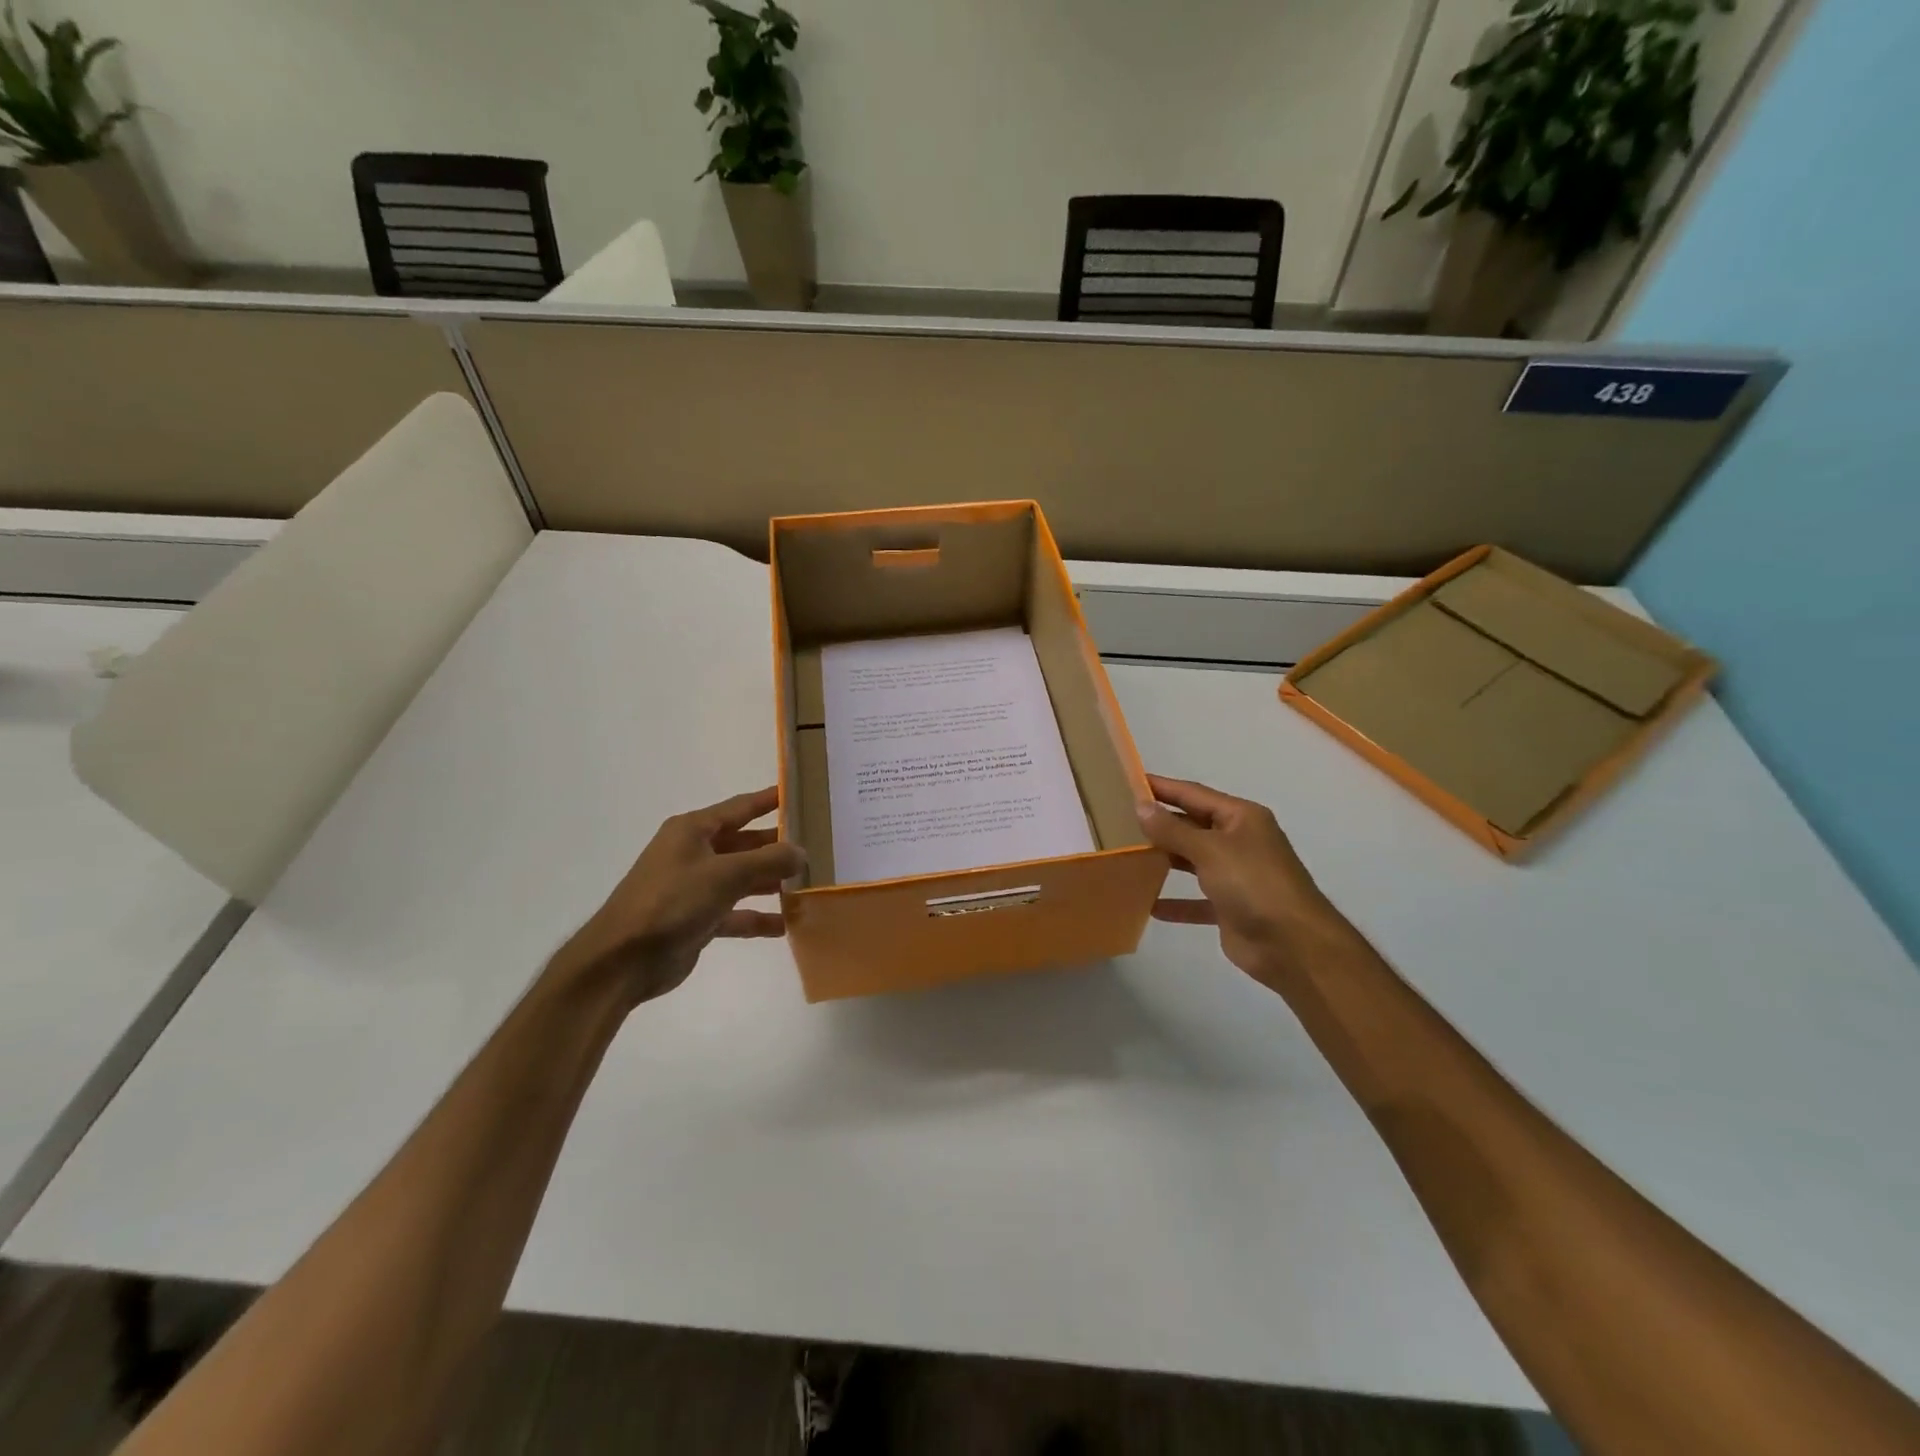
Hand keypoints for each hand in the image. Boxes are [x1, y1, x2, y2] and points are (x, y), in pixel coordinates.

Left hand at [553, 787, 804, 1006]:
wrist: (623, 960)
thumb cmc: (672, 902)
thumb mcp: (725, 874)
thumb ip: (768, 860)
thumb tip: (801, 851)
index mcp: (693, 831)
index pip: (740, 807)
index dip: (770, 799)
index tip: (801, 793)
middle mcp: (694, 853)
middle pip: (745, 844)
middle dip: (778, 846)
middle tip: (819, 845)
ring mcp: (695, 887)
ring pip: (742, 879)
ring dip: (771, 883)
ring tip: (809, 884)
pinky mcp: (697, 919)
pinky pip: (736, 913)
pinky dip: (757, 918)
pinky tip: (786, 925)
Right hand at [1138, 774, 1345, 985]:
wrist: (1293, 945)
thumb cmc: (1254, 884)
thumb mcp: (1210, 850)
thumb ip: (1173, 830)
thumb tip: (1141, 806)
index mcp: (1241, 818)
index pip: (1194, 794)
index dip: (1162, 787)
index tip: (1129, 781)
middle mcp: (1239, 841)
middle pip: (1192, 826)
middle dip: (1160, 824)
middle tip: (1118, 819)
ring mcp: (1236, 875)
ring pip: (1192, 861)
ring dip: (1164, 860)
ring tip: (1127, 855)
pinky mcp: (1230, 907)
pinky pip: (1196, 900)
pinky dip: (1175, 901)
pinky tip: (1148, 904)